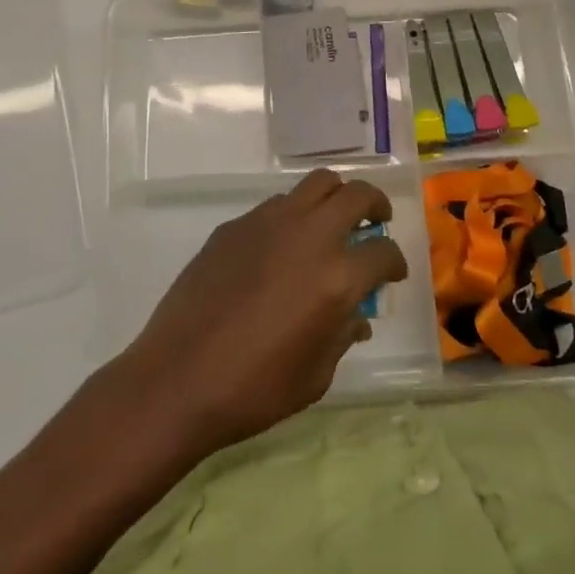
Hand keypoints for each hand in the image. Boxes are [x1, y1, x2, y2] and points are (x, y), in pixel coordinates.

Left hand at [125, 170, 407, 451]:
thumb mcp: (316, 375)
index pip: (383, 252)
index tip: (392, 273)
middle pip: (356, 195)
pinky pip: (276, 205)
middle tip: (375, 222)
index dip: (395, 262)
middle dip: (374, 205)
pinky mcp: (235, 225)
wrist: (178, 378)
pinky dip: (293, 216)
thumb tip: (356, 317)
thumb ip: (343, 336)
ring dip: (333, 199)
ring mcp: (268, 223)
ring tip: (330, 223)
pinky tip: (281, 248)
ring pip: (316, 184)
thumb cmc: (255, 389)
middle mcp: (308, 236)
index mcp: (336, 277)